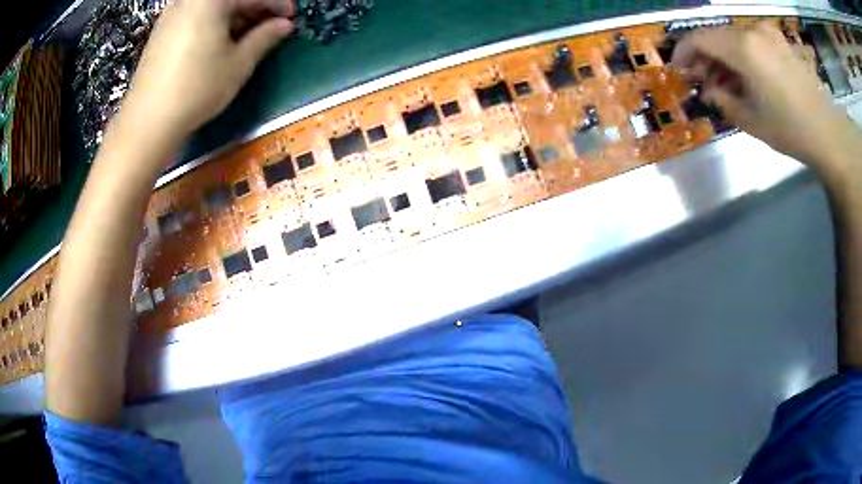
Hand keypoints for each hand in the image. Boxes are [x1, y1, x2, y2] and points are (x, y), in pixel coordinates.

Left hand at [121, 0, 294, 138]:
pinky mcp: (161, 31)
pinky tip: (218, 42)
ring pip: (212, 6)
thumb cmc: (197, 88)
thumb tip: (284, 25)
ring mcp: (172, 13)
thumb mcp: (239, 63)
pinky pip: (195, 15)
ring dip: (234, 15)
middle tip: (269, 28)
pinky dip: (213, 22)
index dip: (277, 3)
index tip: (290, 18)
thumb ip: (265, 37)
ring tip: (246, 37)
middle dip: (254, 8)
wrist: (147, 121)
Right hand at [672, 22, 855, 168]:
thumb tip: (708, 90)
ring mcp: (769, 34)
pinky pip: (754, 42)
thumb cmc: (791, 130)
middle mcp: (753, 32)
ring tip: (727, 83)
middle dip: (706, 57)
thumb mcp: (752, 121)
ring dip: (726, 57)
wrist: (829, 133)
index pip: (699, 38)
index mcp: (743, 48)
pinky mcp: (781, 42)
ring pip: (735, 38)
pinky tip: (749, 77)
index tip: (678, 70)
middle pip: (717, 36)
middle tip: (704, 81)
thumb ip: (723, 100)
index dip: (683, 52)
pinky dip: (744, 56)